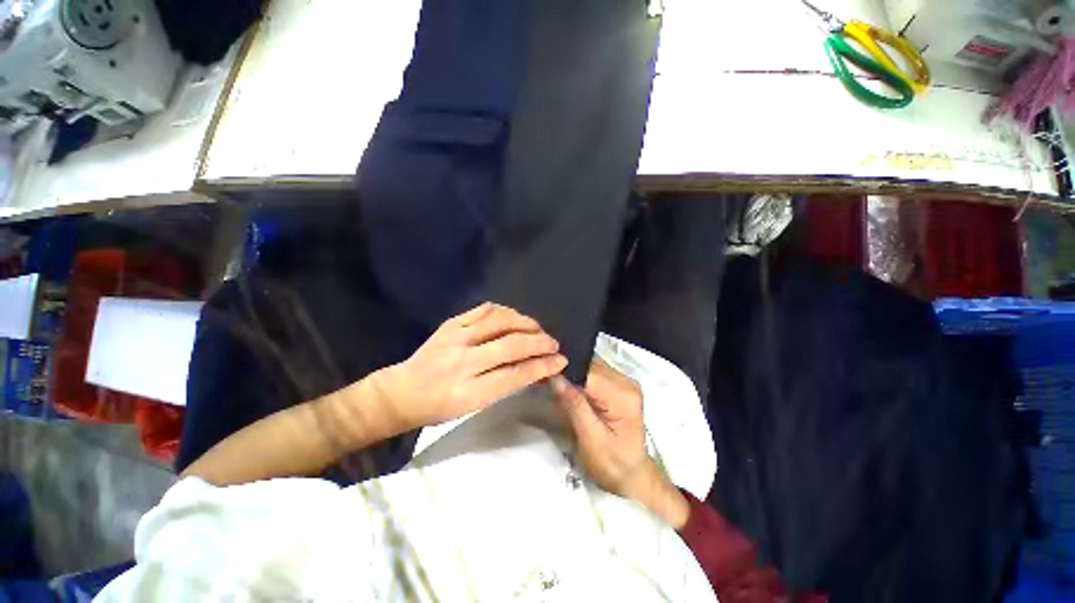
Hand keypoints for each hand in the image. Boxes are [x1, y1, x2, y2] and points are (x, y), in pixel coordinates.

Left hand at [371, 303, 567, 430]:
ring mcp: (456, 337)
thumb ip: (505, 384)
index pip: (516, 374)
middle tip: (553, 343)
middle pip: (511, 345)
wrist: (403, 391)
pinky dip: (505, 311)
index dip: (542, 366)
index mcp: (469, 391)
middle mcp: (463, 362)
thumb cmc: (441, 407)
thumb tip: (536, 367)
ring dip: (525, 323)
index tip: (560, 361)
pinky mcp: (451, 323)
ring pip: (500, 321)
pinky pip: (484, 310)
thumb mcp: (475, 406)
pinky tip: (514, 317)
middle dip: (539, 342)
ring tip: (537, 329)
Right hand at [553, 359, 688, 528]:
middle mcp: (626, 382)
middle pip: (590, 365)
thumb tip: (556, 378)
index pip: (589, 372)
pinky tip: (566, 385)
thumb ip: (574, 406)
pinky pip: (593, 372)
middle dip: (567, 370)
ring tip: (552, 381)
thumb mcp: (590, 440)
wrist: (632, 475)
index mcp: (623, 396)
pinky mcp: (618, 384)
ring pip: (590, 365)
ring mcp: (623, 381)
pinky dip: (578, 377)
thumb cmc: (612, 464)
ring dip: (572, 372)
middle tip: (544, 378)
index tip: (544, 373)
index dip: (566, 370)